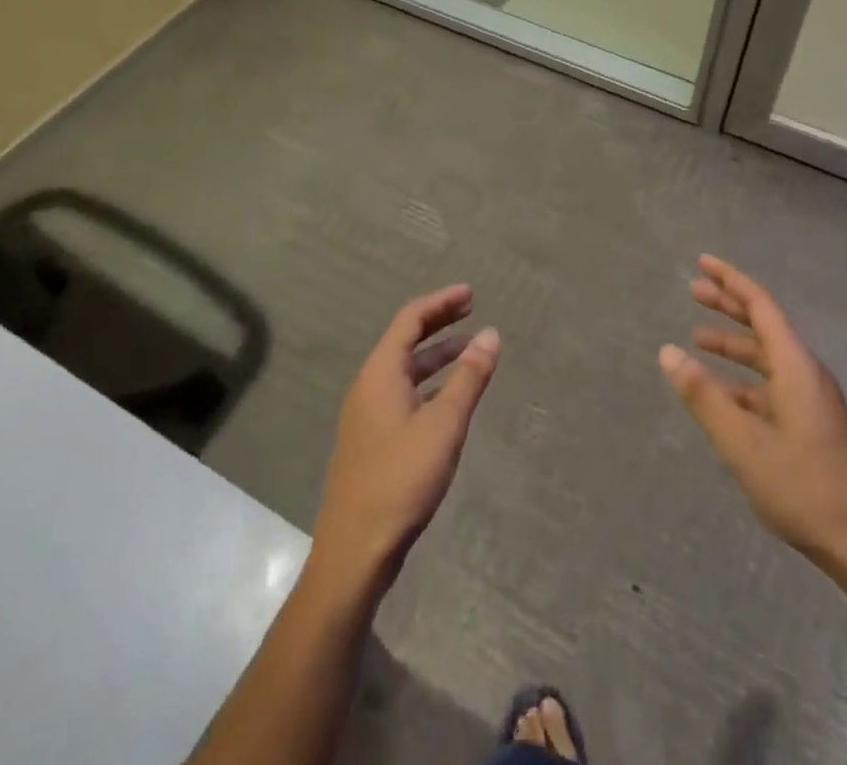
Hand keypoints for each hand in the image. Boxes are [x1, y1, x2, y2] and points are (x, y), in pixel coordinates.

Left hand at [313, 285, 500, 583]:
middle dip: (439, 322)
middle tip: (472, 310)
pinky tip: (450, 397)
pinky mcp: (372, 441)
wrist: (355, 552)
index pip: (410, 320)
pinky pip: (404, 393)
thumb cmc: (401, 480)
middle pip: (405, 340)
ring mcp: (367, 415)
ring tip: (471, 351)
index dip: (441, 302)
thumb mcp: (444, 425)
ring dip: (437, 355)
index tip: (471, 294)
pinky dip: (429, 383)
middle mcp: (369, 386)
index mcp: (380, 374)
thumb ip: (469, 378)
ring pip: (405, 370)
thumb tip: (491, 334)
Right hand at [660, 256, 846, 573]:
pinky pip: (771, 386)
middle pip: (764, 325)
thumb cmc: (804, 487)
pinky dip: (743, 381)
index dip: (730, 280)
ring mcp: (812, 401)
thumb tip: (667, 352)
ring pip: (767, 358)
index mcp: (795, 366)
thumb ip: (703, 396)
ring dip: (733, 345)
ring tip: (697, 341)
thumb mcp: (742, 442)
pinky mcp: (813, 426)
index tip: (702, 262)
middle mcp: (806, 374)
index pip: (760, 305)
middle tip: (693, 290)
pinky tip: (722, 396)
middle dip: (728, 305)